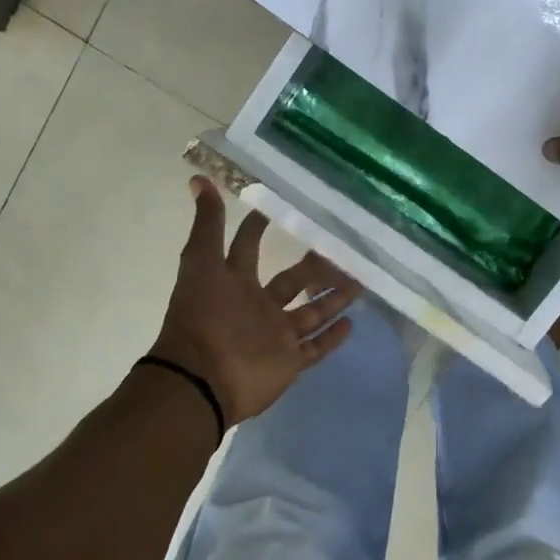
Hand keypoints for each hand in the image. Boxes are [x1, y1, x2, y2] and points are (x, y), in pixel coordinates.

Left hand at [148, 177, 362, 425]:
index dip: (260, 226)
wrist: (200, 381)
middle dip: (314, 265)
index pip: (248, 246)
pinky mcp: (288, 362)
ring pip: (310, 312)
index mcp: (234, 281)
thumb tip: (197, 178)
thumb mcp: (201, 263)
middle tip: (342, 247)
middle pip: (291, 280)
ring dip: (334, 298)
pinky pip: (315, 348)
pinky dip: (332, 338)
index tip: (287, 207)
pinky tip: (353, 322)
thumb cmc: (203, 318)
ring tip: (361, 280)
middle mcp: (257, 305)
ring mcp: (275, 335)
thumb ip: (207, 224)